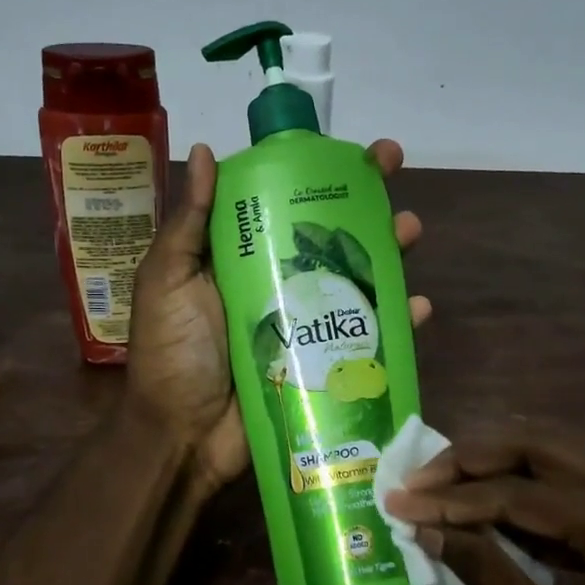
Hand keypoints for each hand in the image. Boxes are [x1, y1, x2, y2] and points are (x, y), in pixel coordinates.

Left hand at [129, 140, 429, 501]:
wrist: (183, 436)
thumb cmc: (172, 353)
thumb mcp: (167, 280)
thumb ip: (188, 223)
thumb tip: (205, 150)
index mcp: (240, 257)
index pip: (284, 203)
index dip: (317, 174)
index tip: (350, 148)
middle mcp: (277, 282)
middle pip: (329, 235)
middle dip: (364, 201)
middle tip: (393, 171)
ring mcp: (305, 323)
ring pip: (355, 279)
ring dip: (388, 252)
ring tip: (409, 232)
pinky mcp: (324, 362)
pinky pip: (367, 335)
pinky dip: (396, 321)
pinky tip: (417, 307)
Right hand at [382, 424, 584, 584]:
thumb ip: (485, 573)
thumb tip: (425, 527)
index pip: (521, 493)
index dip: (453, 498)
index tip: (399, 500)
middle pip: (546, 443)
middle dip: (475, 456)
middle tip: (422, 477)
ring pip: (568, 449)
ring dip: (505, 460)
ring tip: (449, 480)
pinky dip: (541, 481)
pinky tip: (502, 499)